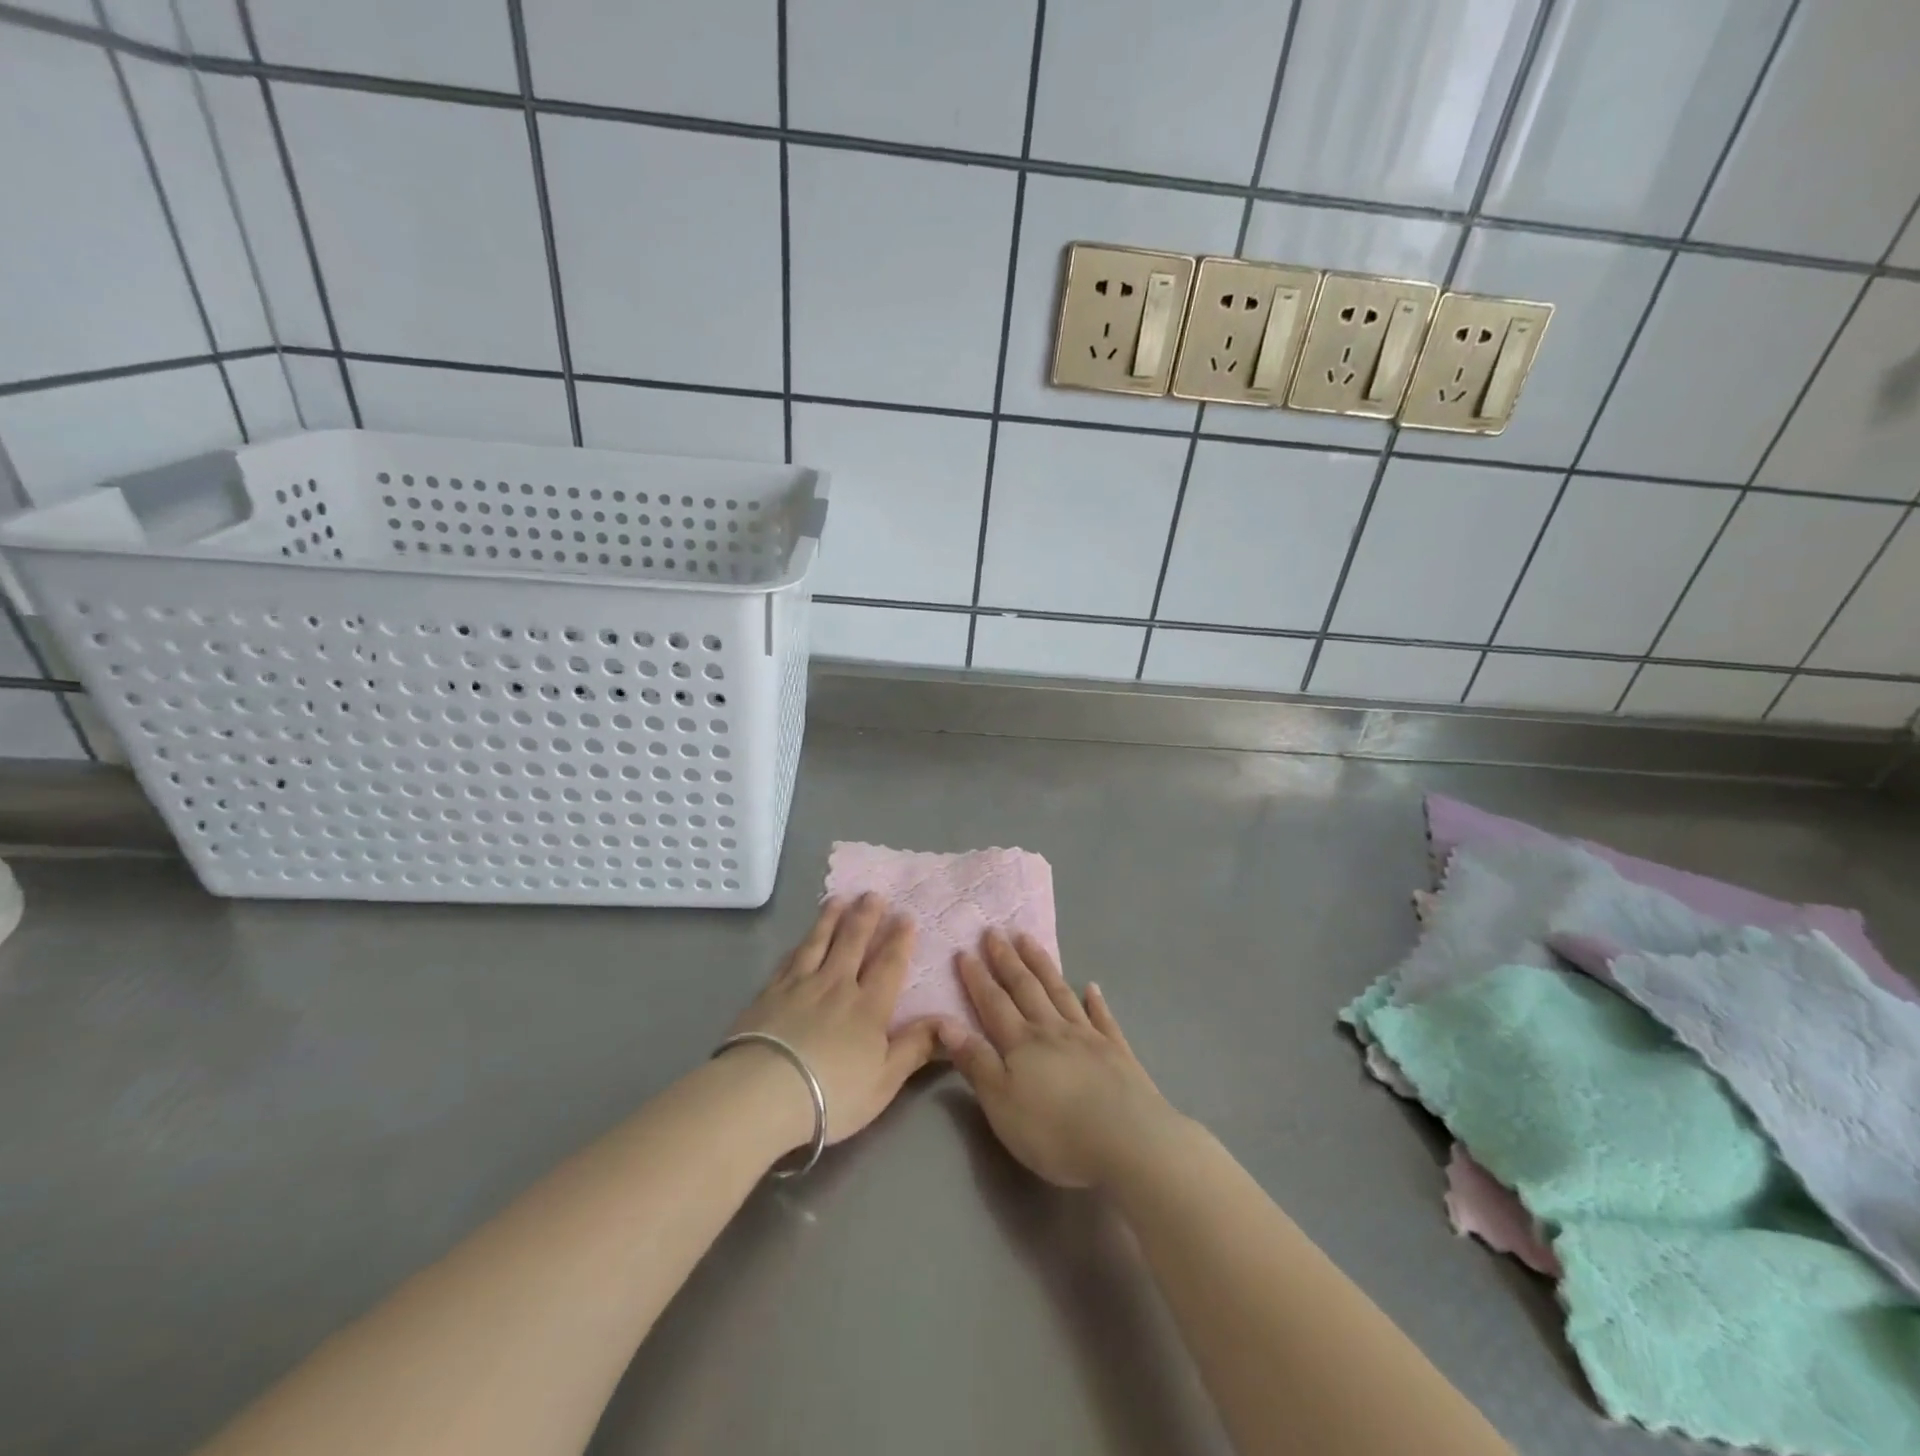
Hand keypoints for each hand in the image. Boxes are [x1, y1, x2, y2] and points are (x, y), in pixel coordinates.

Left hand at [725, 893, 940, 1146]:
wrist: (764, 1091)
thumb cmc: (832, 1093)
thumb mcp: (884, 1081)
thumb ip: (915, 1048)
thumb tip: (947, 1020)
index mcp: (869, 1007)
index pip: (889, 965)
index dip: (899, 939)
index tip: (905, 915)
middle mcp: (837, 985)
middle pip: (853, 943)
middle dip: (866, 917)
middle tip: (873, 894)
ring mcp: (801, 985)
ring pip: (819, 943)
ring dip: (831, 919)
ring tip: (839, 899)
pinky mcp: (770, 992)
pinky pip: (790, 959)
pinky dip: (800, 944)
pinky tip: (802, 938)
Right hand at [940, 931, 1185, 1188]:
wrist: (1129, 1141)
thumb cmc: (1055, 1131)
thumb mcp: (1001, 1103)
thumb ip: (975, 1062)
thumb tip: (945, 1022)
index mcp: (1022, 1043)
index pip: (993, 1003)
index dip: (977, 978)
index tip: (964, 951)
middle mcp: (1053, 1030)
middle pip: (1026, 988)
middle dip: (1008, 960)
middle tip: (995, 932)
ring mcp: (1089, 1037)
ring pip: (1060, 993)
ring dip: (1043, 966)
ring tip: (1029, 941)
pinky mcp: (1118, 1053)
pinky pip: (1103, 1018)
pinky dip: (1096, 1001)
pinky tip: (1093, 987)